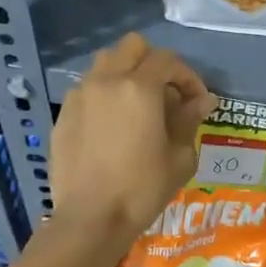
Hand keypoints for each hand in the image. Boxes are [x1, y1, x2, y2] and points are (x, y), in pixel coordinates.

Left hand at [51, 34, 215, 247]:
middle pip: (132, 47)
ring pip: (105, 64)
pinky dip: (104, 96)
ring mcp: (80, 96)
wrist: (91, 218)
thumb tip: (202, 101)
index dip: (188, 77)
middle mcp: (106, 81)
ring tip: (138, 105)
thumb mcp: (179, 157)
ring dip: (126, 74)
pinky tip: (112, 126)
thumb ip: (189, 121)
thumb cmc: (142, 189)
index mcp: (139, 88)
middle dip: (154, 63)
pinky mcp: (63, 115)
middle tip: (167, 94)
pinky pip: (87, 90)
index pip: (168, 60)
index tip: (197, 101)